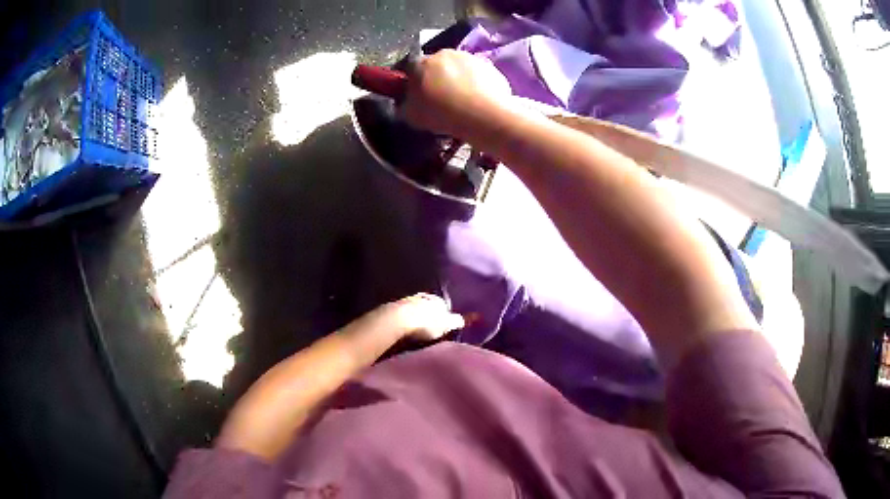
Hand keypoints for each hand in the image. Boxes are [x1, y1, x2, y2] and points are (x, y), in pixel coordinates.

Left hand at [377, 293, 464, 340]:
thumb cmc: (425, 323)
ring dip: (416, 318)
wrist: (396, 320)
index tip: (442, 328)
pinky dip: (405, 322)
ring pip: (415, 310)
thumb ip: (455, 321)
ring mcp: (406, 301)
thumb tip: (461, 320)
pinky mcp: (393, 308)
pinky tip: (405, 331)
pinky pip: (403, 315)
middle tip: (430, 331)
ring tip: (417, 333)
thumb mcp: (446, 325)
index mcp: (437, 299)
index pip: (443, 306)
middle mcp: (422, 296)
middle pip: (428, 307)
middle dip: (429, 316)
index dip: (444, 317)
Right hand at [402, 49, 511, 138]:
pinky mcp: (488, 65)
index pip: (409, 67)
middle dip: (435, 78)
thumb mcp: (411, 116)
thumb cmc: (443, 114)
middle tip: (440, 98)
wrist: (485, 116)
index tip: (416, 94)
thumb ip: (403, 104)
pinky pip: (475, 73)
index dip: (411, 81)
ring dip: (456, 79)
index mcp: (420, 63)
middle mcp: (443, 53)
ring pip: (456, 67)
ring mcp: (468, 57)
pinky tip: (477, 99)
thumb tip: (405, 101)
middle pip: (435, 65)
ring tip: (461, 100)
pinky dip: (474, 82)